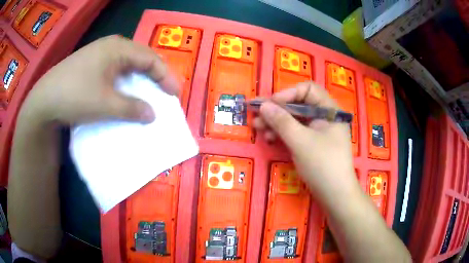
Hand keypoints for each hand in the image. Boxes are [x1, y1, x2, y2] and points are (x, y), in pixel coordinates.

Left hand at [22, 35, 178, 125]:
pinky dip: (125, 82)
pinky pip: (116, 71)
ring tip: (148, 93)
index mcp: (118, 48)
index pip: (150, 58)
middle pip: (141, 58)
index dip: (166, 76)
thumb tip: (152, 114)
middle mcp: (111, 46)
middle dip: (155, 75)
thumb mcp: (105, 104)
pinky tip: (125, 92)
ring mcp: (100, 54)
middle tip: (164, 93)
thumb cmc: (75, 96)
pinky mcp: (91, 65)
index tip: (175, 94)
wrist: (44, 100)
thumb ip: (132, 108)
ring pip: (128, 65)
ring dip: (139, 79)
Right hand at [254, 82, 359, 206]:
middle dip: (277, 110)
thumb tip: (263, 105)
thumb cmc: (323, 165)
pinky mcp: (313, 144)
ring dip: (277, 122)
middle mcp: (325, 117)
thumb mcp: (300, 141)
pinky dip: (283, 134)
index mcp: (329, 110)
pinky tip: (270, 139)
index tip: (270, 104)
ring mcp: (319, 131)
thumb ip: (281, 121)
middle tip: (257, 115)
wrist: (336, 195)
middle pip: (299, 105)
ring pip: (295, 120)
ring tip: (258, 128)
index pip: (308, 90)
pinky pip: (296, 133)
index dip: (288, 94)